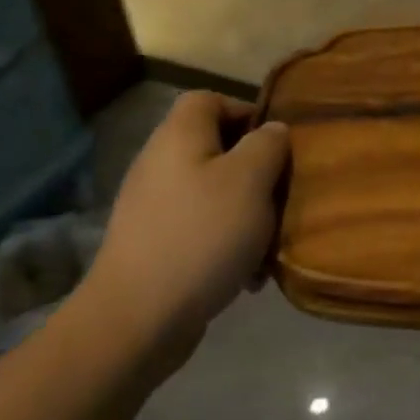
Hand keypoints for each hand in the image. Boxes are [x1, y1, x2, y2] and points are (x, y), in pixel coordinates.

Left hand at [78, 92, 289, 352]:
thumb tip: (272, 131)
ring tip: (268, 242)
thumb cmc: (202, 235)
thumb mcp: (251, 179)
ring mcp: (153, 207)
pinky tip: (247, 275)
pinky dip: (227, 244)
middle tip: (281, 196)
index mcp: (179, 136)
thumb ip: (268, 144)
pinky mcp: (154, 245)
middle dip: (256, 171)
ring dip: (247, 213)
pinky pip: (201, 229)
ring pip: (214, 193)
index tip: (277, 145)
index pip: (210, 99)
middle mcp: (161, 163)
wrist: (137, 319)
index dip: (246, 112)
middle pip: (217, 148)